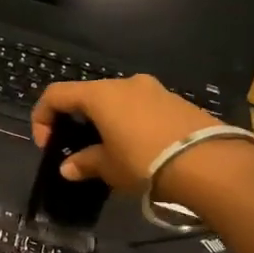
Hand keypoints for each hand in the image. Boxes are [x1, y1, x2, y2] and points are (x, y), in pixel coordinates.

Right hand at [31, 74, 224, 189]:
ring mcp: (154, 90)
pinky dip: (130, 123)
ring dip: (105, 122)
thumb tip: (68, 168)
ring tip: (110, 152)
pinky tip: (139, 150)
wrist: (210, 163)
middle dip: (76, 120)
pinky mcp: (177, 101)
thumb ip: (85, 163)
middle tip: (77, 149)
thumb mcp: (109, 168)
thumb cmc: (145, 161)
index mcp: (100, 94)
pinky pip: (141, 108)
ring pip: (117, 101)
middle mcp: (125, 83)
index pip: (56, 94)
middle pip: (88, 95)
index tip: (47, 145)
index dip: (43, 117)